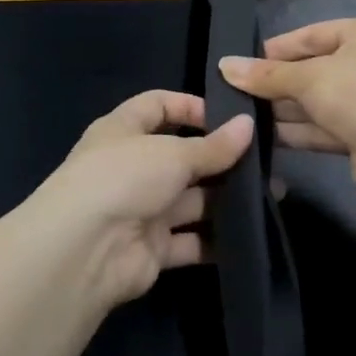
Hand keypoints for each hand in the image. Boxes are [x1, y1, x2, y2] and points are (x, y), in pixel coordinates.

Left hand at [24, 90, 253, 307]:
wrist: (85, 249)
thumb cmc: (124, 178)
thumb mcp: (172, 153)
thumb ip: (213, 145)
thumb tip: (248, 125)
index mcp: (123, 130)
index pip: (157, 106)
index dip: (191, 107)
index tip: (231, 117)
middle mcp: (131, 167)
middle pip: (182, 156)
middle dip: (220, 159)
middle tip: (265, 161)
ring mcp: (142, 209)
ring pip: (191, 200)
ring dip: (225, 199)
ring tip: (270, 194)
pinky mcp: (153, 248)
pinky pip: (191, 240)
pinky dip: (216, 240)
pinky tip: (252, 232)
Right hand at [217, 17, 355, 194]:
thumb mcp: (307, 78)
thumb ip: (266, 74)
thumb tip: (224, 65)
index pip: (316, 33)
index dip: (278, 47)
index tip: (245, 61)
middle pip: (320, 68)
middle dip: (281, 83)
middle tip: (241, 91)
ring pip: (325, 101)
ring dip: (288, 109)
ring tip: (247, 116)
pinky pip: (332, 126)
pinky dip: (303, 130)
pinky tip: (268, 137)